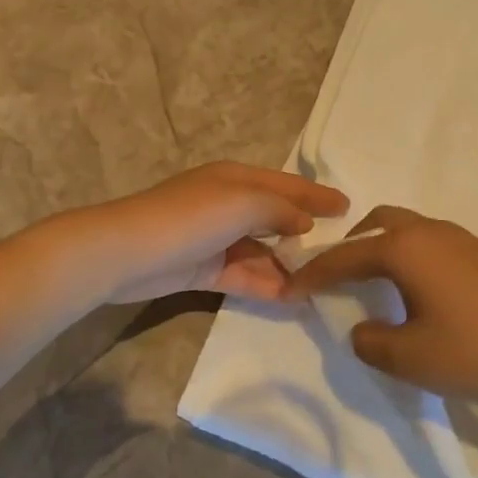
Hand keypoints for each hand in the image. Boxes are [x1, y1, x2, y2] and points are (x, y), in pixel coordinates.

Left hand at [68, 162, 347, 303]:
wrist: (127, 252)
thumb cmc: (190, 217)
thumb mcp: (243, 202)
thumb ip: (280, 209)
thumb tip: (304, 223)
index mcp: (236, 178)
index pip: (287, 184)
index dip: (317, 195)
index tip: (350, 207)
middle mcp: (228, 204)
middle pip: (276, 217)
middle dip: (307, 233)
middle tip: (344, 252)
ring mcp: (215, 238)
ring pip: (262, 251)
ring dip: (289, 265)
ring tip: (325, 283)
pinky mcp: (204, 269)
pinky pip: (245, 275)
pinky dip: (267, 285)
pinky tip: (294, 298)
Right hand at [282, 206, 477, 409]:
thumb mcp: (409, 358)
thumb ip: (370, 342)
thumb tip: (364, 329)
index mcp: (403, 248)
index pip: (344, 257)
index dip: (313, 275)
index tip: (290, 290)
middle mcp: (428, 231)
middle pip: (376, 225)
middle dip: (348, 248)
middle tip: (333, 279)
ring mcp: (459, 239)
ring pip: (404, 230)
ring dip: (379, 250)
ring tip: (367, 285)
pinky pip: (426, 243)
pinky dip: (404, 258)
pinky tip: (409, 291)